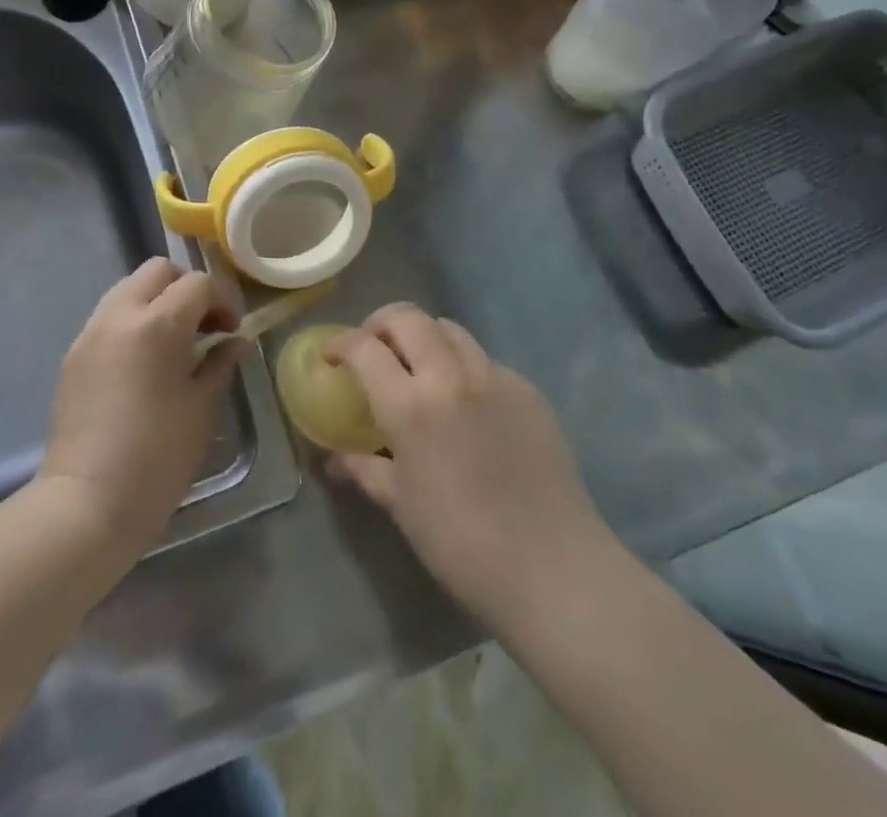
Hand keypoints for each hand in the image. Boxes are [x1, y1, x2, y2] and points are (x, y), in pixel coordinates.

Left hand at [41, 258, 241, 556]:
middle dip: (187, 288)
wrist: (86, 504)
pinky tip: (144, 362)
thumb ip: (220, 363)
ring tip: (174, 342)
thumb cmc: (157, 459)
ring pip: (129, 288)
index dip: (223, 299)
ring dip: (157, 301)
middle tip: (204, 326)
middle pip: (159, 270)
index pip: (198, 283)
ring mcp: (91, 332)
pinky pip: (109, 316)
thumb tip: (235, 341)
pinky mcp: (74, 353)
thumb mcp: (202, 409)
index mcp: (157, 325)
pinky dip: (133, 321)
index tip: (232, 330)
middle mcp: (119, 315)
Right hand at [328, 304, 614, 627]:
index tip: (332, 356)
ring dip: (424, 336)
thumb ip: (364, 469)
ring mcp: (495, 378)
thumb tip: (333, 458)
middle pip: (408, 318)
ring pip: (450, 329)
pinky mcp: (528, 389)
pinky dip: (463, 366)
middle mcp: (451, 377)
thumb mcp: (402, 506)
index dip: (341, 344)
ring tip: (418, 367)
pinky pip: (485, 360)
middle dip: (381, 324)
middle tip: (373, 349)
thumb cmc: (463, 544)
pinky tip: (466, 402)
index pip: (365, 349)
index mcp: (412, 406)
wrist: (554, 568)